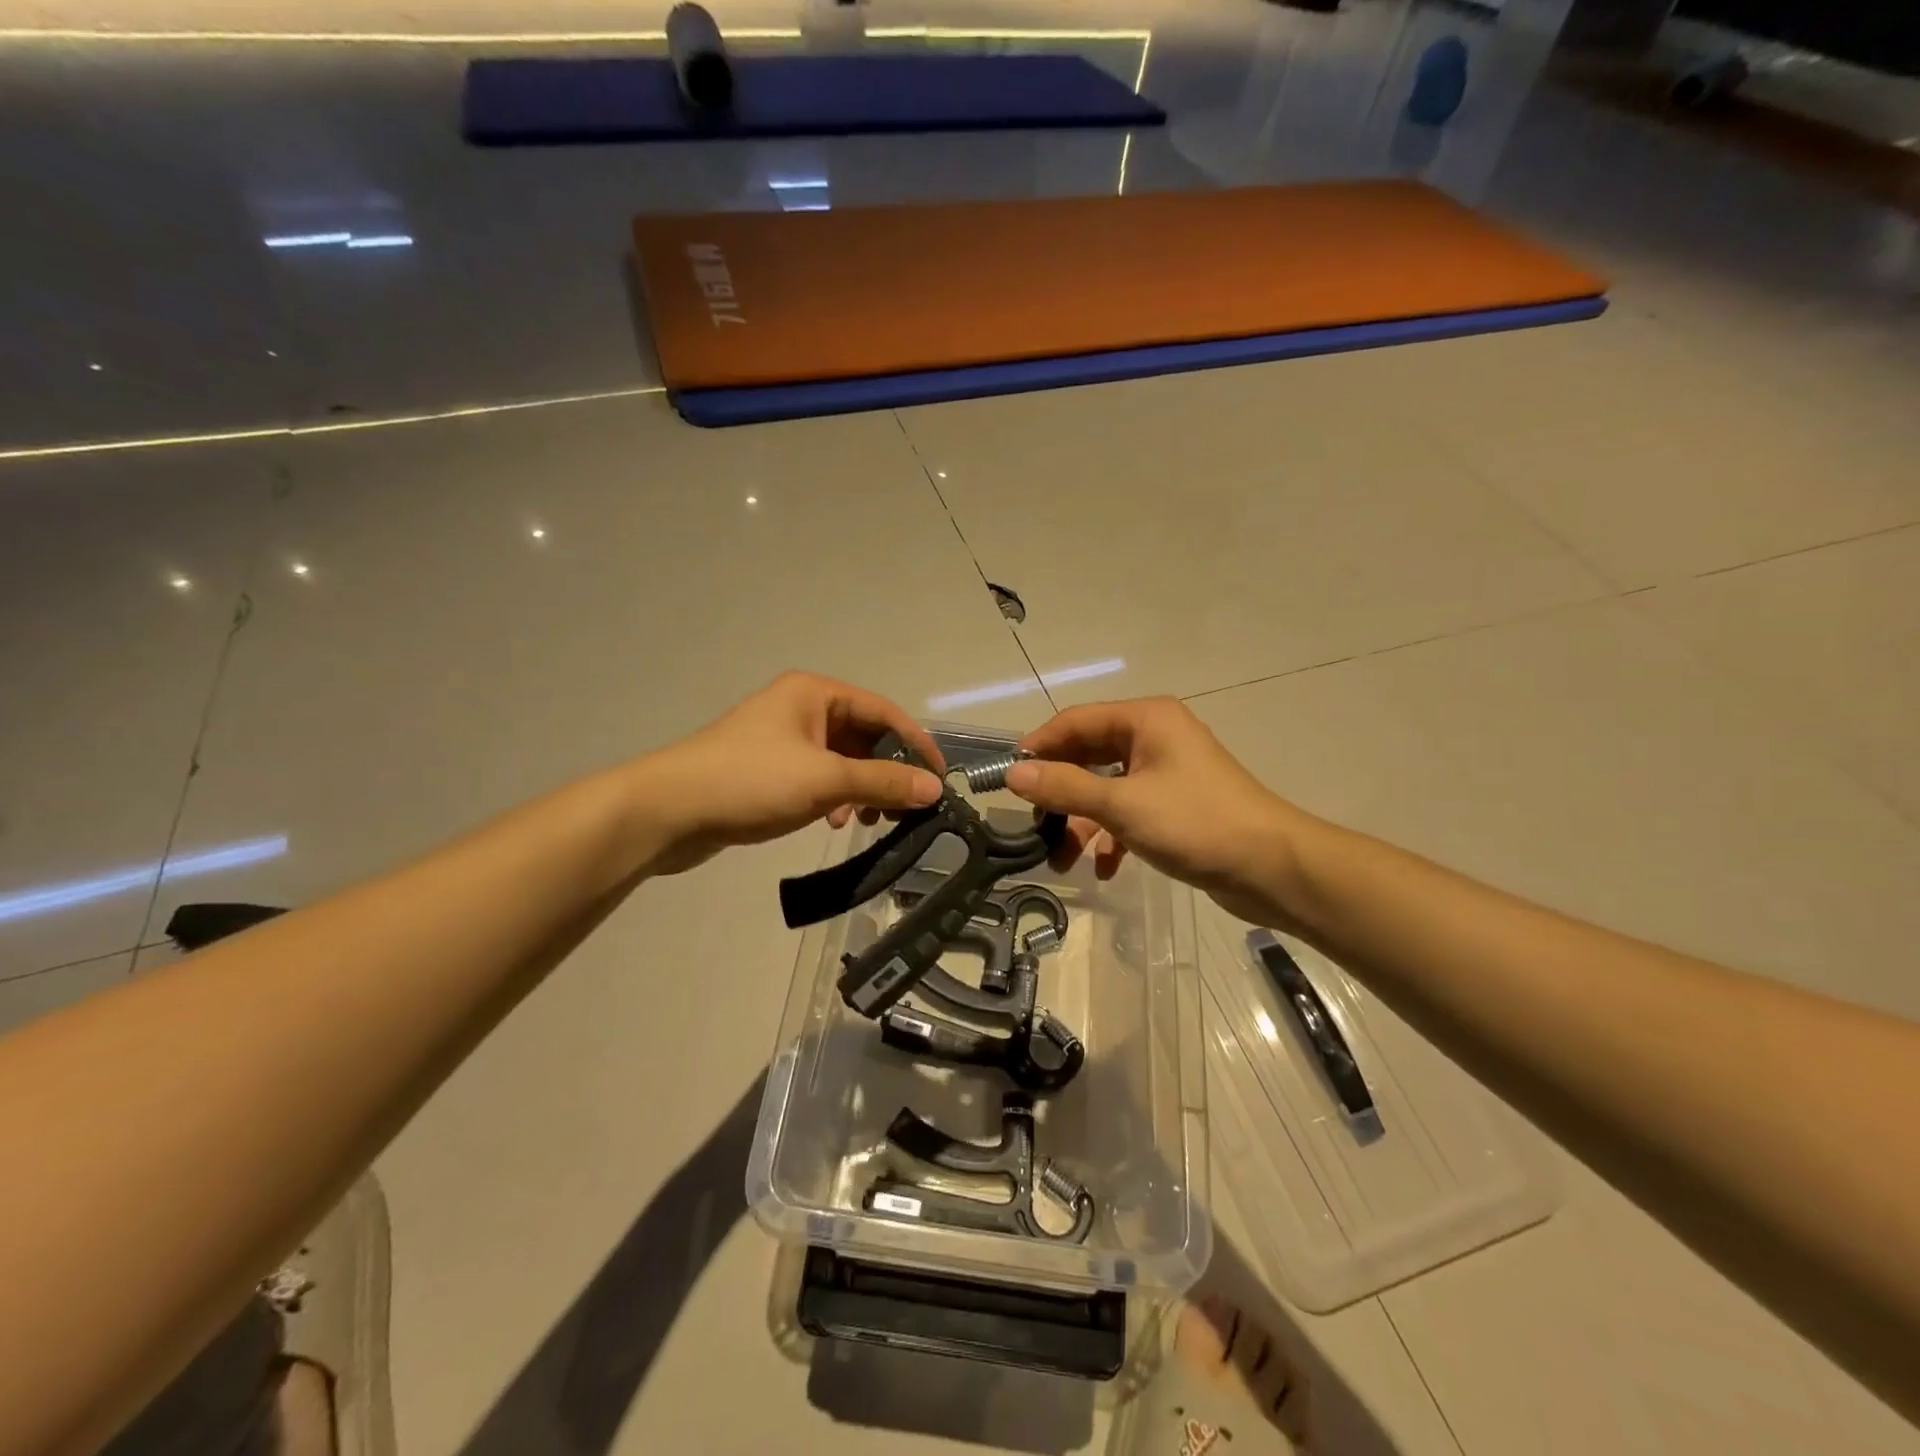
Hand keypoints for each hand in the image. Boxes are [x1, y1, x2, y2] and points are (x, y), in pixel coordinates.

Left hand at [638, 673, 945, 874]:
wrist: (668, 811)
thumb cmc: (751, 781)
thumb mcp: (825, 780)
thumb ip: (883, 782)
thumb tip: (935, 788)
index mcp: (815, 693)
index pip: (883, 712)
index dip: (916, 744)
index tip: (940, 780)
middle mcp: (802, 708)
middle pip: (864, 737)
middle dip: (887, 772)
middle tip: (905, 809)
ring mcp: (784, 739)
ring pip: (842, 761)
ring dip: (861, 789)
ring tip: (868, 821)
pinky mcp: (770, 770)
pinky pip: (819, 778)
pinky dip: (834, 798)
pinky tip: (833, 823)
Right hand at [1005, 698, 1308, 925]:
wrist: (1272, 868)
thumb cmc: (1195, 822)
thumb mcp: (1121, 804)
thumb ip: (1065, 787)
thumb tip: (1012, 773)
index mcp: (1146, 719)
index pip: (1076, 721)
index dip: (1039, 746)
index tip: (1008, 778)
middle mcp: (1155, 737)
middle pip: (1089, 755)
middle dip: (1061, 793)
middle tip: (1034, 824)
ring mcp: (1166, 772)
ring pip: (1107, 789)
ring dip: (1083, 822)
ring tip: (1063, 859)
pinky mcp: (1176, 806)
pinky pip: (1129, 812)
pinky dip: (1112, 837)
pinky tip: (1104, 868)